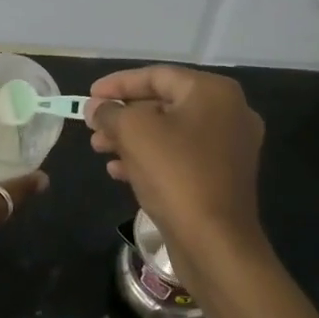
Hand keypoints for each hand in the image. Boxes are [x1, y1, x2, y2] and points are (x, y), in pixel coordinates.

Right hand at [86, 65, 264, 266]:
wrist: (215, 242)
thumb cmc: (175, 174)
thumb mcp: (134, 133)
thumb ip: (110, 112)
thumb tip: (96, 107)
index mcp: (213, 92)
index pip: (157, 76)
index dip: (118, 84)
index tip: (89, 96)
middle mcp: (229, 113)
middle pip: (164, 104)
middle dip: (123, 115)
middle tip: (92, 127)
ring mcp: (229, 147)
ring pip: (170, 133)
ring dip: (131, 139)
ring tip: (99, 149)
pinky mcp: (223, 177)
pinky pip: (181, 157)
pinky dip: (150, 159)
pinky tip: (119, 172)